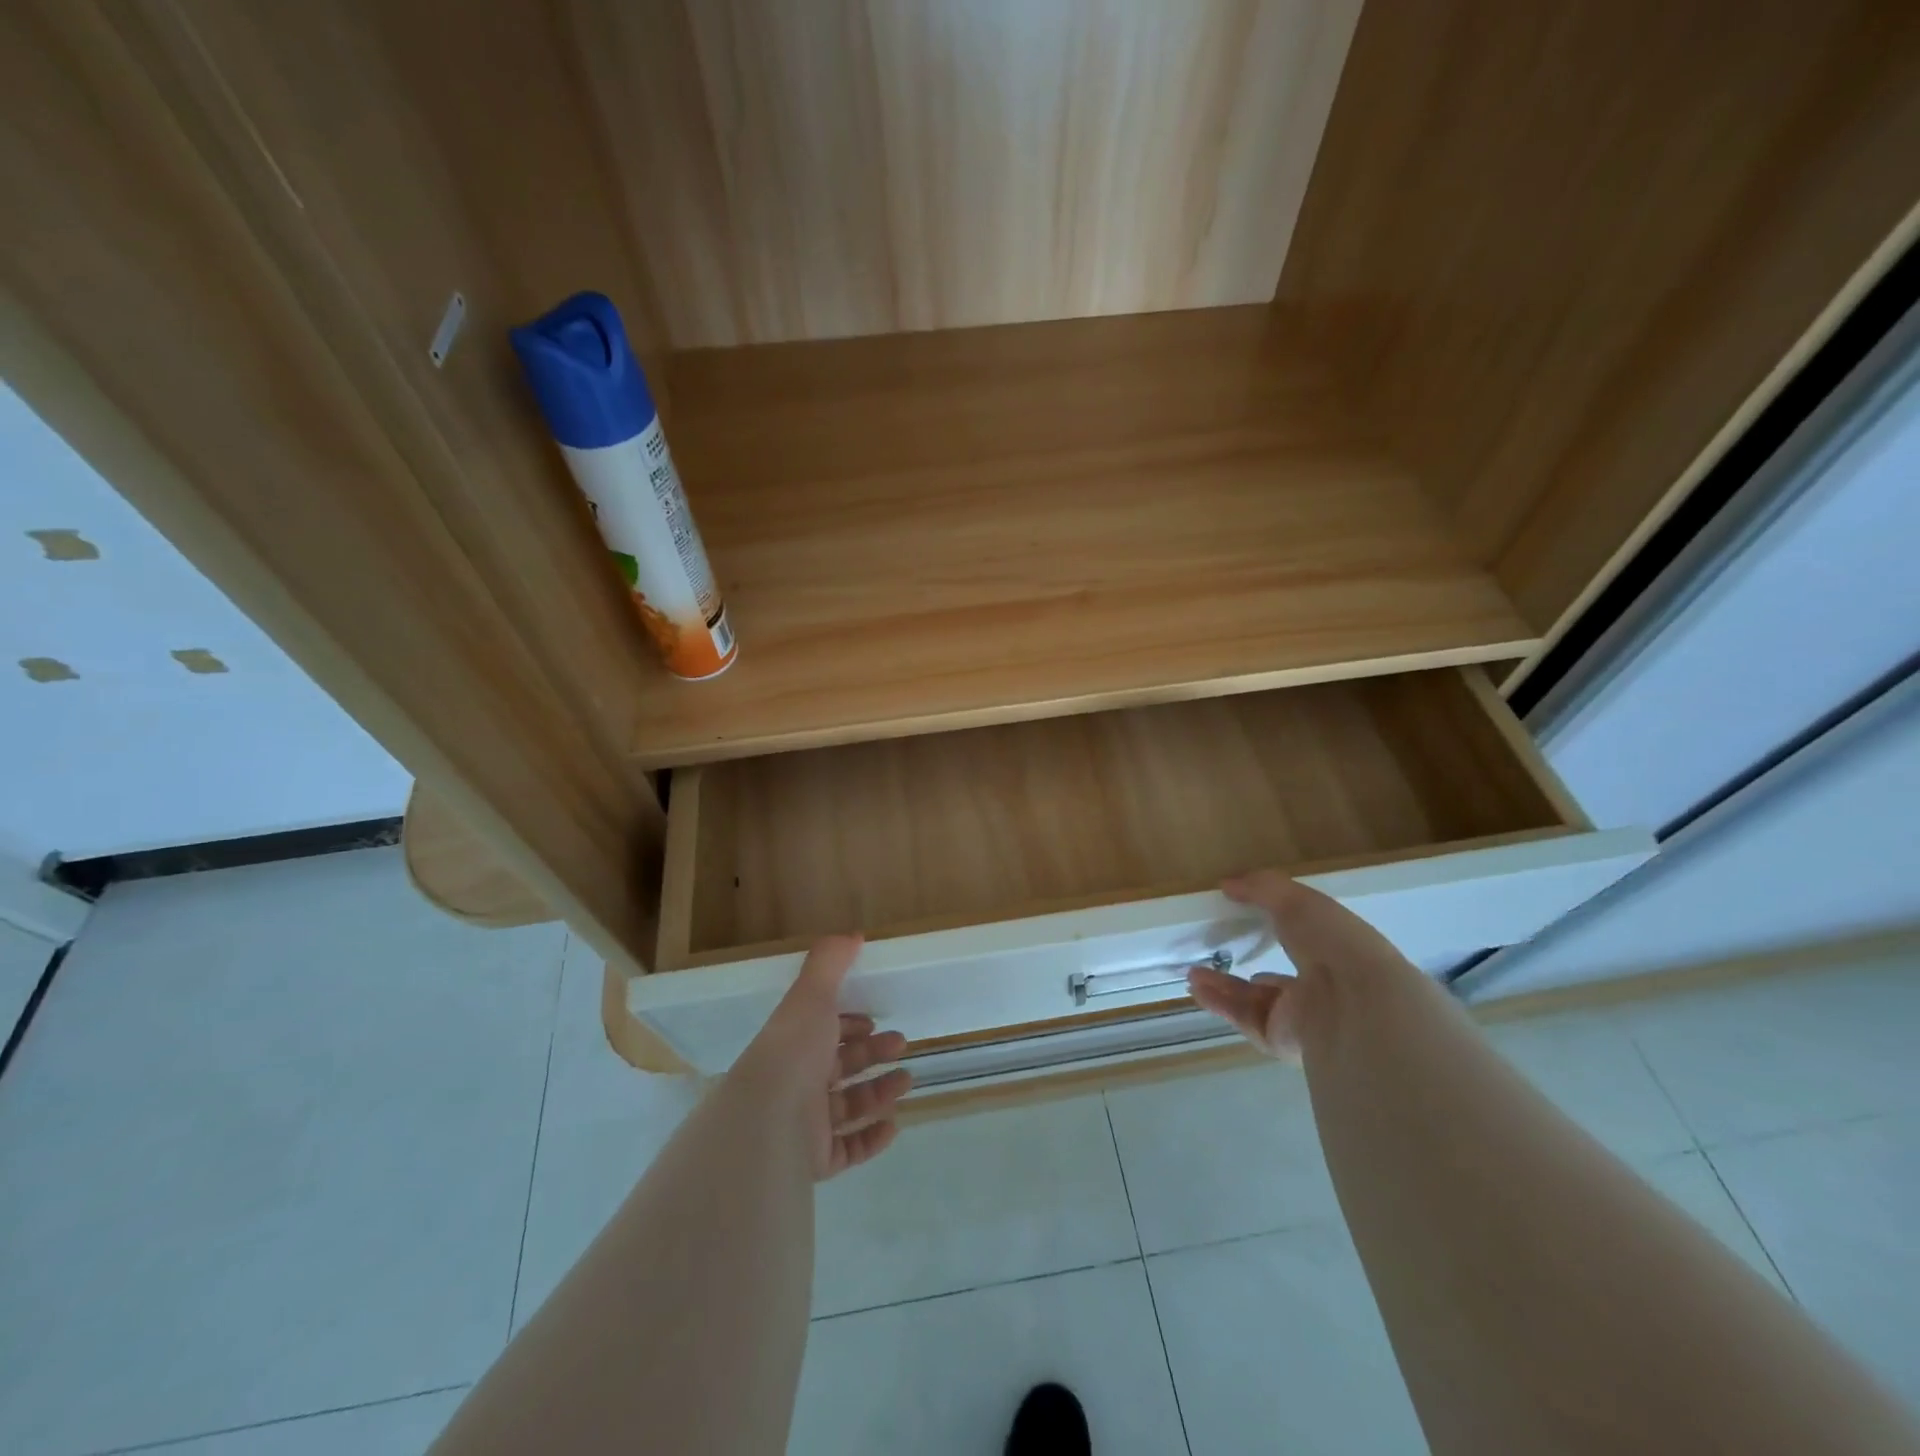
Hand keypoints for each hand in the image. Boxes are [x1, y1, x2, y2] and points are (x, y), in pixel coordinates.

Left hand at [733, 934, 912, 1180]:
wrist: (769, 1121)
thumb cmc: (793, 1051)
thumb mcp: (811, 995)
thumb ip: (830, 962)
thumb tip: (853, 934)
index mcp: (795, 1044)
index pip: (823, 1032)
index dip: (849, 1025)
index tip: (875, 1022)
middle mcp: (797, 1082)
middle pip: (840, 1067)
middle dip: (872, 1054)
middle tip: (902, 1046)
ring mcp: (805, 1125)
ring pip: (847, 1106)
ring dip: (879, 1091)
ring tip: (907, 1081)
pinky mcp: (815, 1160)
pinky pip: (848, 1149)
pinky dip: (871, 1137)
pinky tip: (893, 1125)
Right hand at [1187, 870, 1413, 1057]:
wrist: (1355, 1004)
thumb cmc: (1333, 942)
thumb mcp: (1297, 900)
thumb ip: (1262, 888)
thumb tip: (1228, 884)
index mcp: (1334, 954)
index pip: (1303, 945)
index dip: (1277, 932)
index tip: (1245, 920)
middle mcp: (1320, 989)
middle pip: (1274, 980)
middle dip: (1243, 967)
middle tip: (1213, 952)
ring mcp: (1300, 1019)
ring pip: (1255, 1002)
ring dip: (1222, 986)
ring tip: (1193, 971)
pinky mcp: (1281, 1041)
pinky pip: (1244, 1020)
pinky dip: (1219, 1005)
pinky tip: (1197, 989)